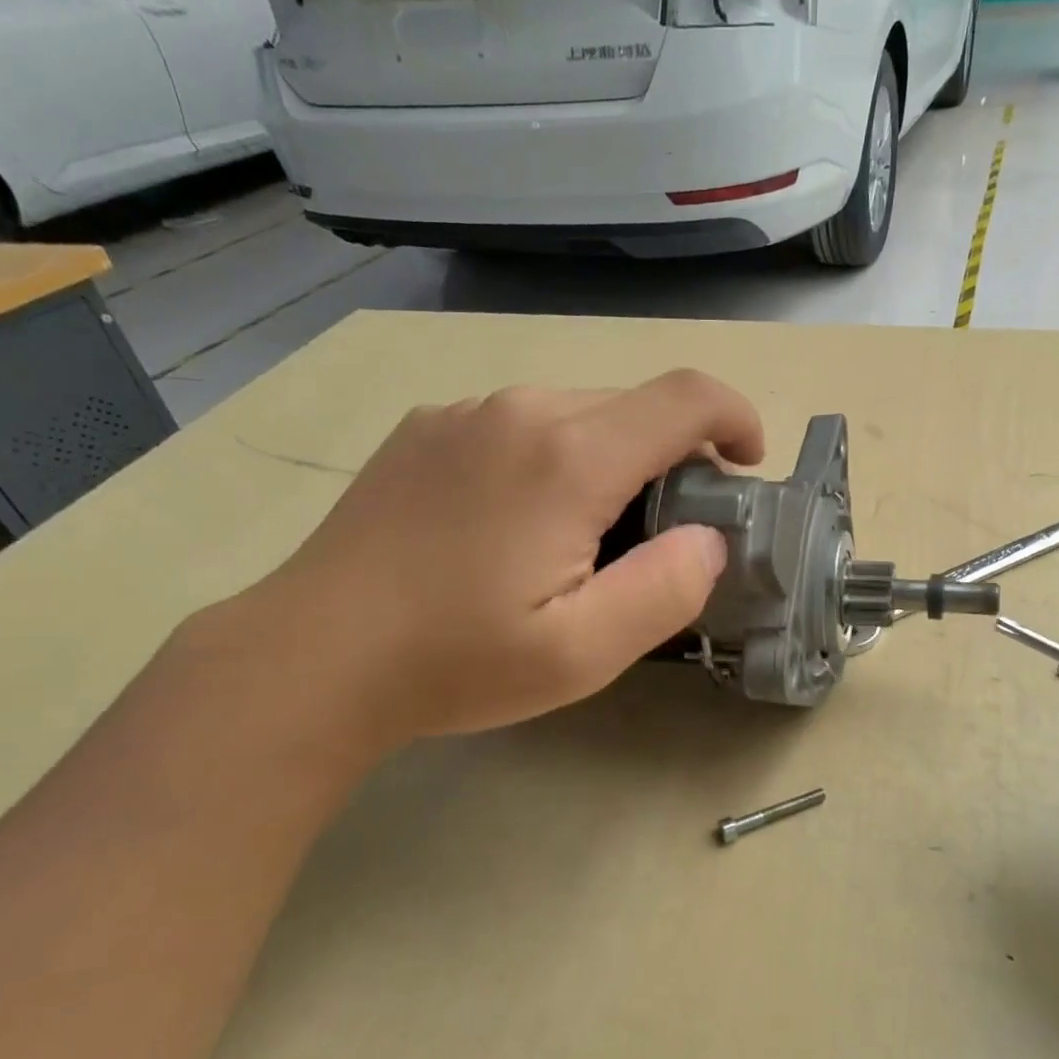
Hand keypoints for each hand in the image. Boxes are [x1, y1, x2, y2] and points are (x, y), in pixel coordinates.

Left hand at [242, 371, 762, 752]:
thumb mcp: (584, 652)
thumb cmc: (456, 661)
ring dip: (612, 461)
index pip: (686, 397)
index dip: (735, 419)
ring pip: (577, 413)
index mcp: (569, 456)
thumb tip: (707, 538)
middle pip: (633, 407)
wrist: (313, 657)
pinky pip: (522, 424)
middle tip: (663, 536)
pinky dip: (555, 459)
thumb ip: (667, 588)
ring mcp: (465, 413)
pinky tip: (518, 525)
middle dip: (673, 458)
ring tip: (588, 539)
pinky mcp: (427, 429)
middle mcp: (521, 409)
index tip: (745, 466)